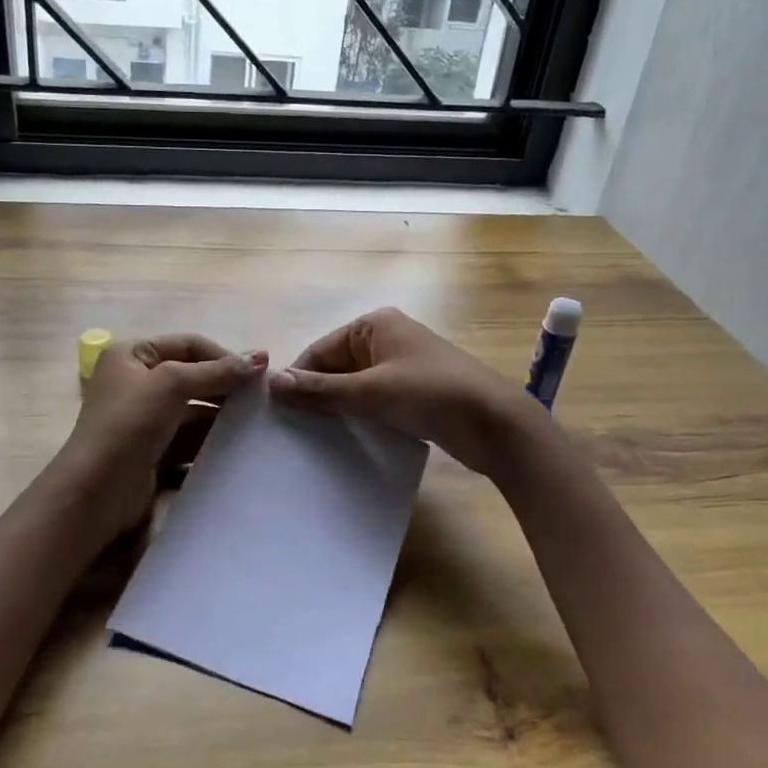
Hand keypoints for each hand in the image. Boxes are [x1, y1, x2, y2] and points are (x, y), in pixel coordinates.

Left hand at [58, 333, 266, 541]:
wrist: (97, 490)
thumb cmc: (129, 424)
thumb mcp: (172, 384)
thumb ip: (217, 371)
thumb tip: (261, 357)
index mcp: (133, 355)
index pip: (189, 345)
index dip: (224, 356)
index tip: (259, 374)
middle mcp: (137, 382)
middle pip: (194, 377)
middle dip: (226, 387)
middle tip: (262, 399)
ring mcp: (145, 418)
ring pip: (194, 410)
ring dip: (223, 416)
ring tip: (256, 423)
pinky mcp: (154, 450)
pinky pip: (190, 438)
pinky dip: (212, 440)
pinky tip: (238, 446)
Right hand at [267, 308, 540, 475]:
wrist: (496, 424)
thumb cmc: (432, 393)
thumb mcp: (372, 391)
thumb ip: (322, 390)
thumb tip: (272, 382)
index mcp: (374, 325)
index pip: (320, 350)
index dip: (298, 379)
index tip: (275, 413)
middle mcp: (385, 340)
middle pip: (335, 368)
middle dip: (316, 396)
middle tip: (290, 431)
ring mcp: (400, 367)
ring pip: (353, 387)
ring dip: (336, 410)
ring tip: (309, 440)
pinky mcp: (412, 394)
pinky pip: (373, 402)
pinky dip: (358, 417)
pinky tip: (342, 441)